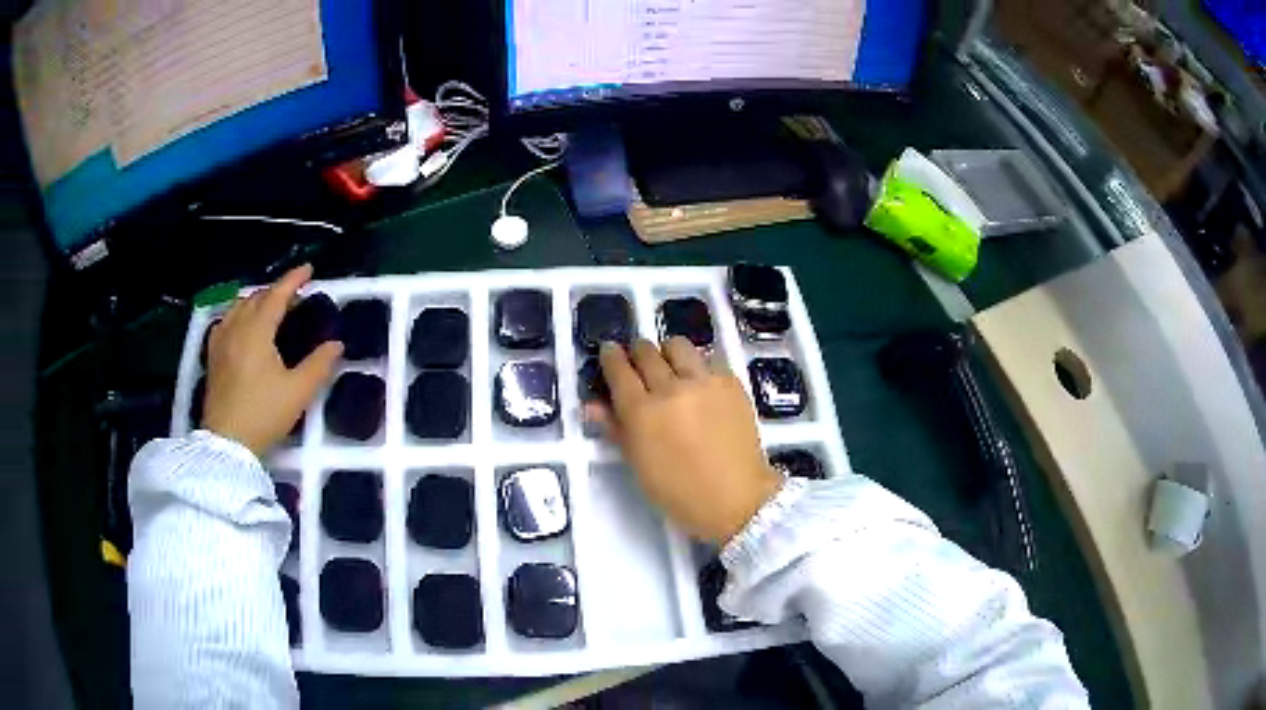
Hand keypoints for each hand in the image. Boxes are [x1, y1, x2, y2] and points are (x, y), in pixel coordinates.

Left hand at [203, 265, 342, 455]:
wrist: (227, 443)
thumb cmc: (263, 414)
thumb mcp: (298, 392)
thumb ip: (319, 364)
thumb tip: (336, 344)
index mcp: (257, 331)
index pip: (276, 295)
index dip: (293, 280)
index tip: (309, 269)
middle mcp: (236, 328)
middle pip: (255, 298)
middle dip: (276, 291)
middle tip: (294, 296)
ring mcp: (220, 342)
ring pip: (238, 307)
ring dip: (256, 300)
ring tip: (269, 308)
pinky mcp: (212, 357)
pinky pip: (225, 322)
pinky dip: (238, 315)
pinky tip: (241, 327)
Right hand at [588, 338, 781, 543]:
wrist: (736, 498)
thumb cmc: (679, 491)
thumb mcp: (638, 464)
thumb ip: (615, 428)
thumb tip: (590, 405)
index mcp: (642, 412)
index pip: (618, 369)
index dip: (610, 357)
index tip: (609, 352)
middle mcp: (671, 388)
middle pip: (646, 351)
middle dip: (637, 353)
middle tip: (639, 366)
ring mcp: (704, 382)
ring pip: (678, 346)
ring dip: (668, 353)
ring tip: (672, 369)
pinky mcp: (731, 382)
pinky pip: (708, 361)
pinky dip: (698, 369)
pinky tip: (700, 389)